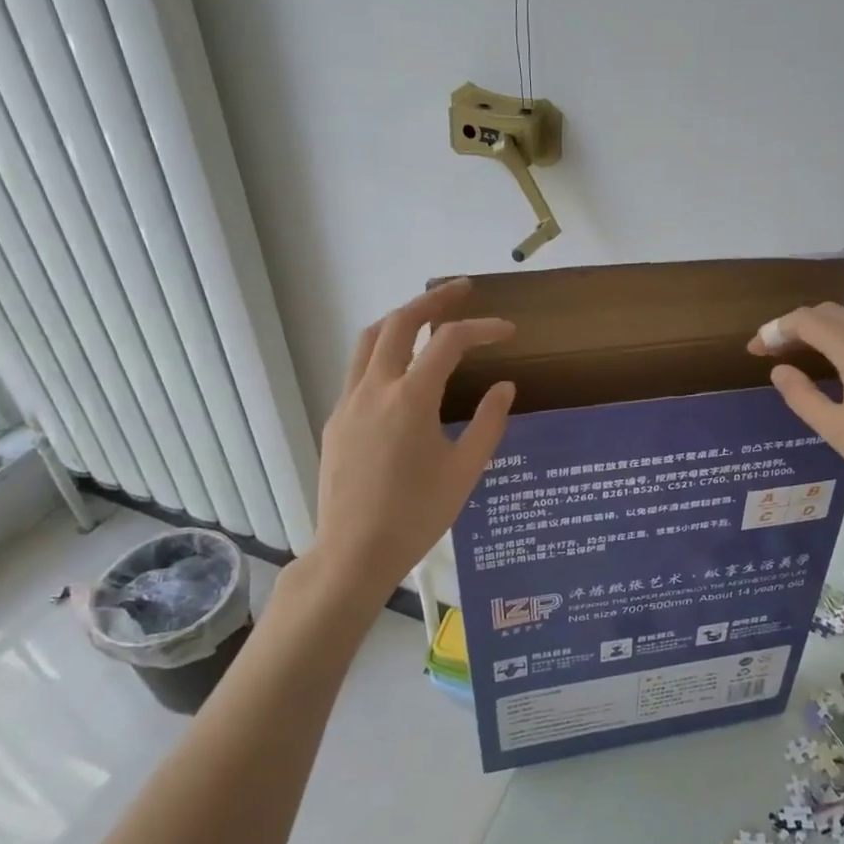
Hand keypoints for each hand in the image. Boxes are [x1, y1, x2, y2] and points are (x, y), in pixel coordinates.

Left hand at [308, 280, 515, 597]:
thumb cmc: (417, 515)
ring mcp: (348, 402)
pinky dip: (382, 351)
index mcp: (410, 398)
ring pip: (369, 339)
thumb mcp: (465, 471)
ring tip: (427, 316)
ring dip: (400, 319)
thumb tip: (504, 386)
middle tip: (461, 290)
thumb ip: (489, 423)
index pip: (449, 342)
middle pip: (399, 322)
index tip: (508, 331)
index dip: (482, 328)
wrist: (354, 553)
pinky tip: (401, 369)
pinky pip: (358, 369)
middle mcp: (374, 388)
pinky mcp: (336, 420)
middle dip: (433, 300)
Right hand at [749, 303, 843, 518]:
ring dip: (823, 326)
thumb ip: (801, 395)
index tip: (754, 350)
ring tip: (802, 354)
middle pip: (829, 312)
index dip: (775, 331)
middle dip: (796, 326)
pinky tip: (840, 361)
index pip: (806, 321)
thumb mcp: (835, 429)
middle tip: (772, 352)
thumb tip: (779, 370)